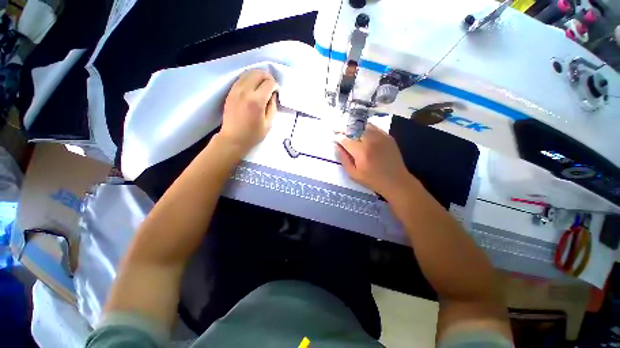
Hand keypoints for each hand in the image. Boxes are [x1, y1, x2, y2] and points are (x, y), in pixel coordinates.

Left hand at [218, 69, 278, 154]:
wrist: (233, 138)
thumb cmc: (253, 134)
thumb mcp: (269, 123)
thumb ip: (272, 107)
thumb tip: (272, 95)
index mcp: (256, 101)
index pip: (269, 84)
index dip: (275, 86)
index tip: (277, 92)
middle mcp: (245, 92)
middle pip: (258, 74)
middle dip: (267, 77)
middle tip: (271, 85)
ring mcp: (236, 90)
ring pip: (248, 73)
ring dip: (258, 76)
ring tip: (263, 84)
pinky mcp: (230, 92)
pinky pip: (241, 78)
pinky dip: (249, 79)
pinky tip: (253, 86)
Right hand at [336, 124, 413, 197]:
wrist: (396, 181)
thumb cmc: (372, 180)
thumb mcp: (353, 174)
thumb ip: (343, 159)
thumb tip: (336, 146)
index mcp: (361, 151)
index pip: (345, 139)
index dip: (338, 137)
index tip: (334, 136)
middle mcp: (370, 140)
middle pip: (354, 129)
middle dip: (344, 129)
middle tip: (338, 129)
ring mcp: (380, 137)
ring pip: (363, 126)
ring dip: (354, 126)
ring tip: (349, 129)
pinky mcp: (387, 136)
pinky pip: (373, 127)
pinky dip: (365, 127)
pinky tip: (361, 131)